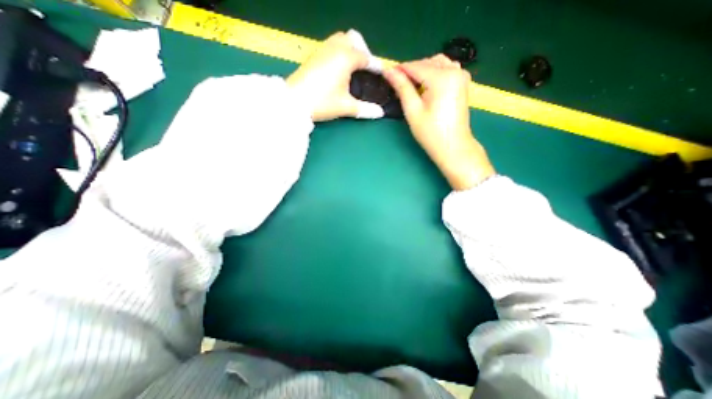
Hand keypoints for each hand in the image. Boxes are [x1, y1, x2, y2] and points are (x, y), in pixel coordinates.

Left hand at [286, 29, 383, 121]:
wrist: (294, 101)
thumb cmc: (323, 102)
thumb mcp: (346, 106)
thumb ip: (365, 109)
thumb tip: (380, 113)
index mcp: (346, 58)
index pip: (366, 57)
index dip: (375, 66)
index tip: (381, 74)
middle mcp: (335, 48)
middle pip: (353, 39)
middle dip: (362, 50)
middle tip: (364, 68)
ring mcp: (322, 50)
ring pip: (340, 39)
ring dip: (349, 49)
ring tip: (352, 68)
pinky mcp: (314, 56)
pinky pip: (331, 46)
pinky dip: (339, 52)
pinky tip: (338, 69)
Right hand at [384, 54, 496, 189]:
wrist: (453, 146)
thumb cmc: (431, 132)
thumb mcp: (413, 110)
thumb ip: (402, 88)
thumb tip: (388, 71)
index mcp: (442, 78)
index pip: (416, 66)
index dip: (399, 70)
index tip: (386, 75)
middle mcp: (454, 70)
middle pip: (426, 62)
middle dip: (411, 71)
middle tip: (398, 86)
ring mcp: (461, 75)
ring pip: (436, 63)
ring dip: (422, 71)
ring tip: (411, 87)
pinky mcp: (462, 82)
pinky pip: (445, 69)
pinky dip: (433, 73)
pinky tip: (426, 86)